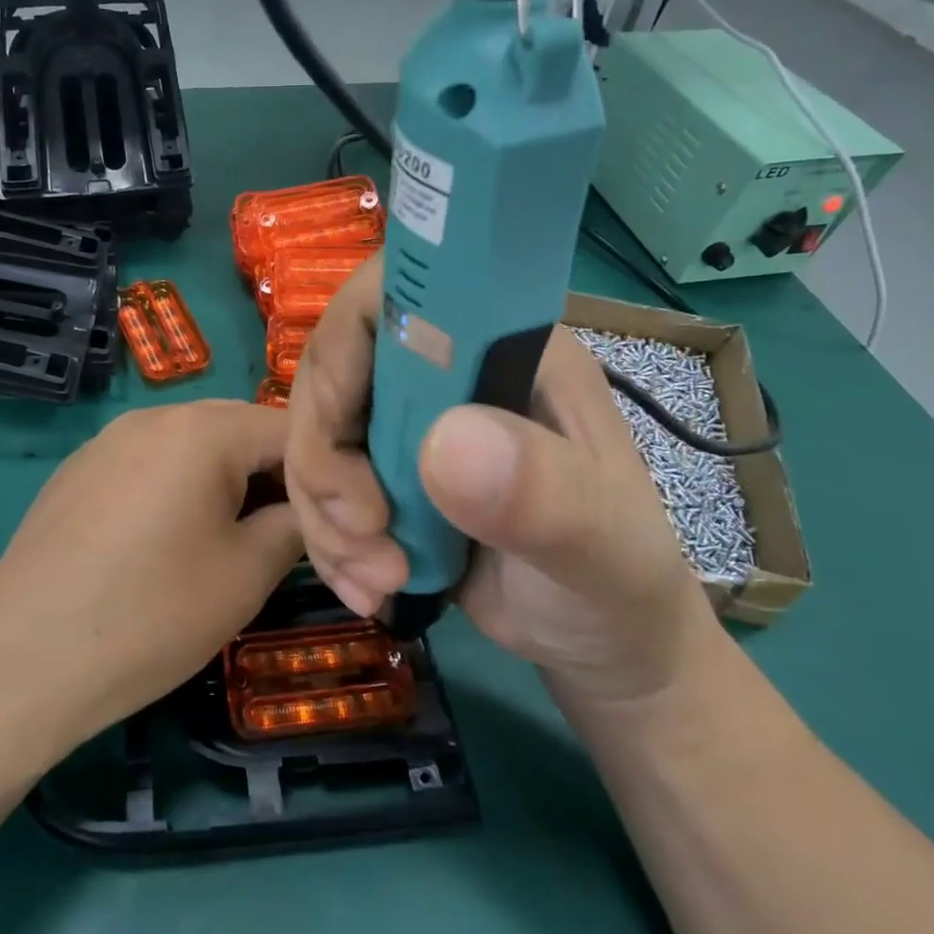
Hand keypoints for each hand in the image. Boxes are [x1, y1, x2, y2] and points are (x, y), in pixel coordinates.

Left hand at [0, 401, 302, 749]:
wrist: (20, 662)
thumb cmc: (149, 615)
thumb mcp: (246, 575)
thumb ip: (295, 527)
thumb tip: (307, 512)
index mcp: (202, 429)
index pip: (290, 429)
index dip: (322, 475)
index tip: (333, 522)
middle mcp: (152, 416)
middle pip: (238, 430)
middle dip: (273, 476)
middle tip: (286, 535)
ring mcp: (107, 442)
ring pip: (192, 447)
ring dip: (225, 482)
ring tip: (230, 542)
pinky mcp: (77, 472)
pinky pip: (149, 464)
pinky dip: (178, 490)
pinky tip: (167, 545)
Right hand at [287, 259, 710, 707]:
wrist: (598, 640)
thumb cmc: (618, 578)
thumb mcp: (601, 542)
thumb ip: (543, 491)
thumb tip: (447, 443)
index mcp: (501, 347)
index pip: (399, 293)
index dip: (347, 341)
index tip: (341, 430)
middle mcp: (445, 371)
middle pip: (333, 369)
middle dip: (326, 458)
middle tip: (364, 532)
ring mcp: (409, 423)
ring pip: (316, 434)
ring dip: (326, 514)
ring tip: (380, 579)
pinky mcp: (384, 476)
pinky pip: (321, 488)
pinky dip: (329, 543)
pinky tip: (370, 589)